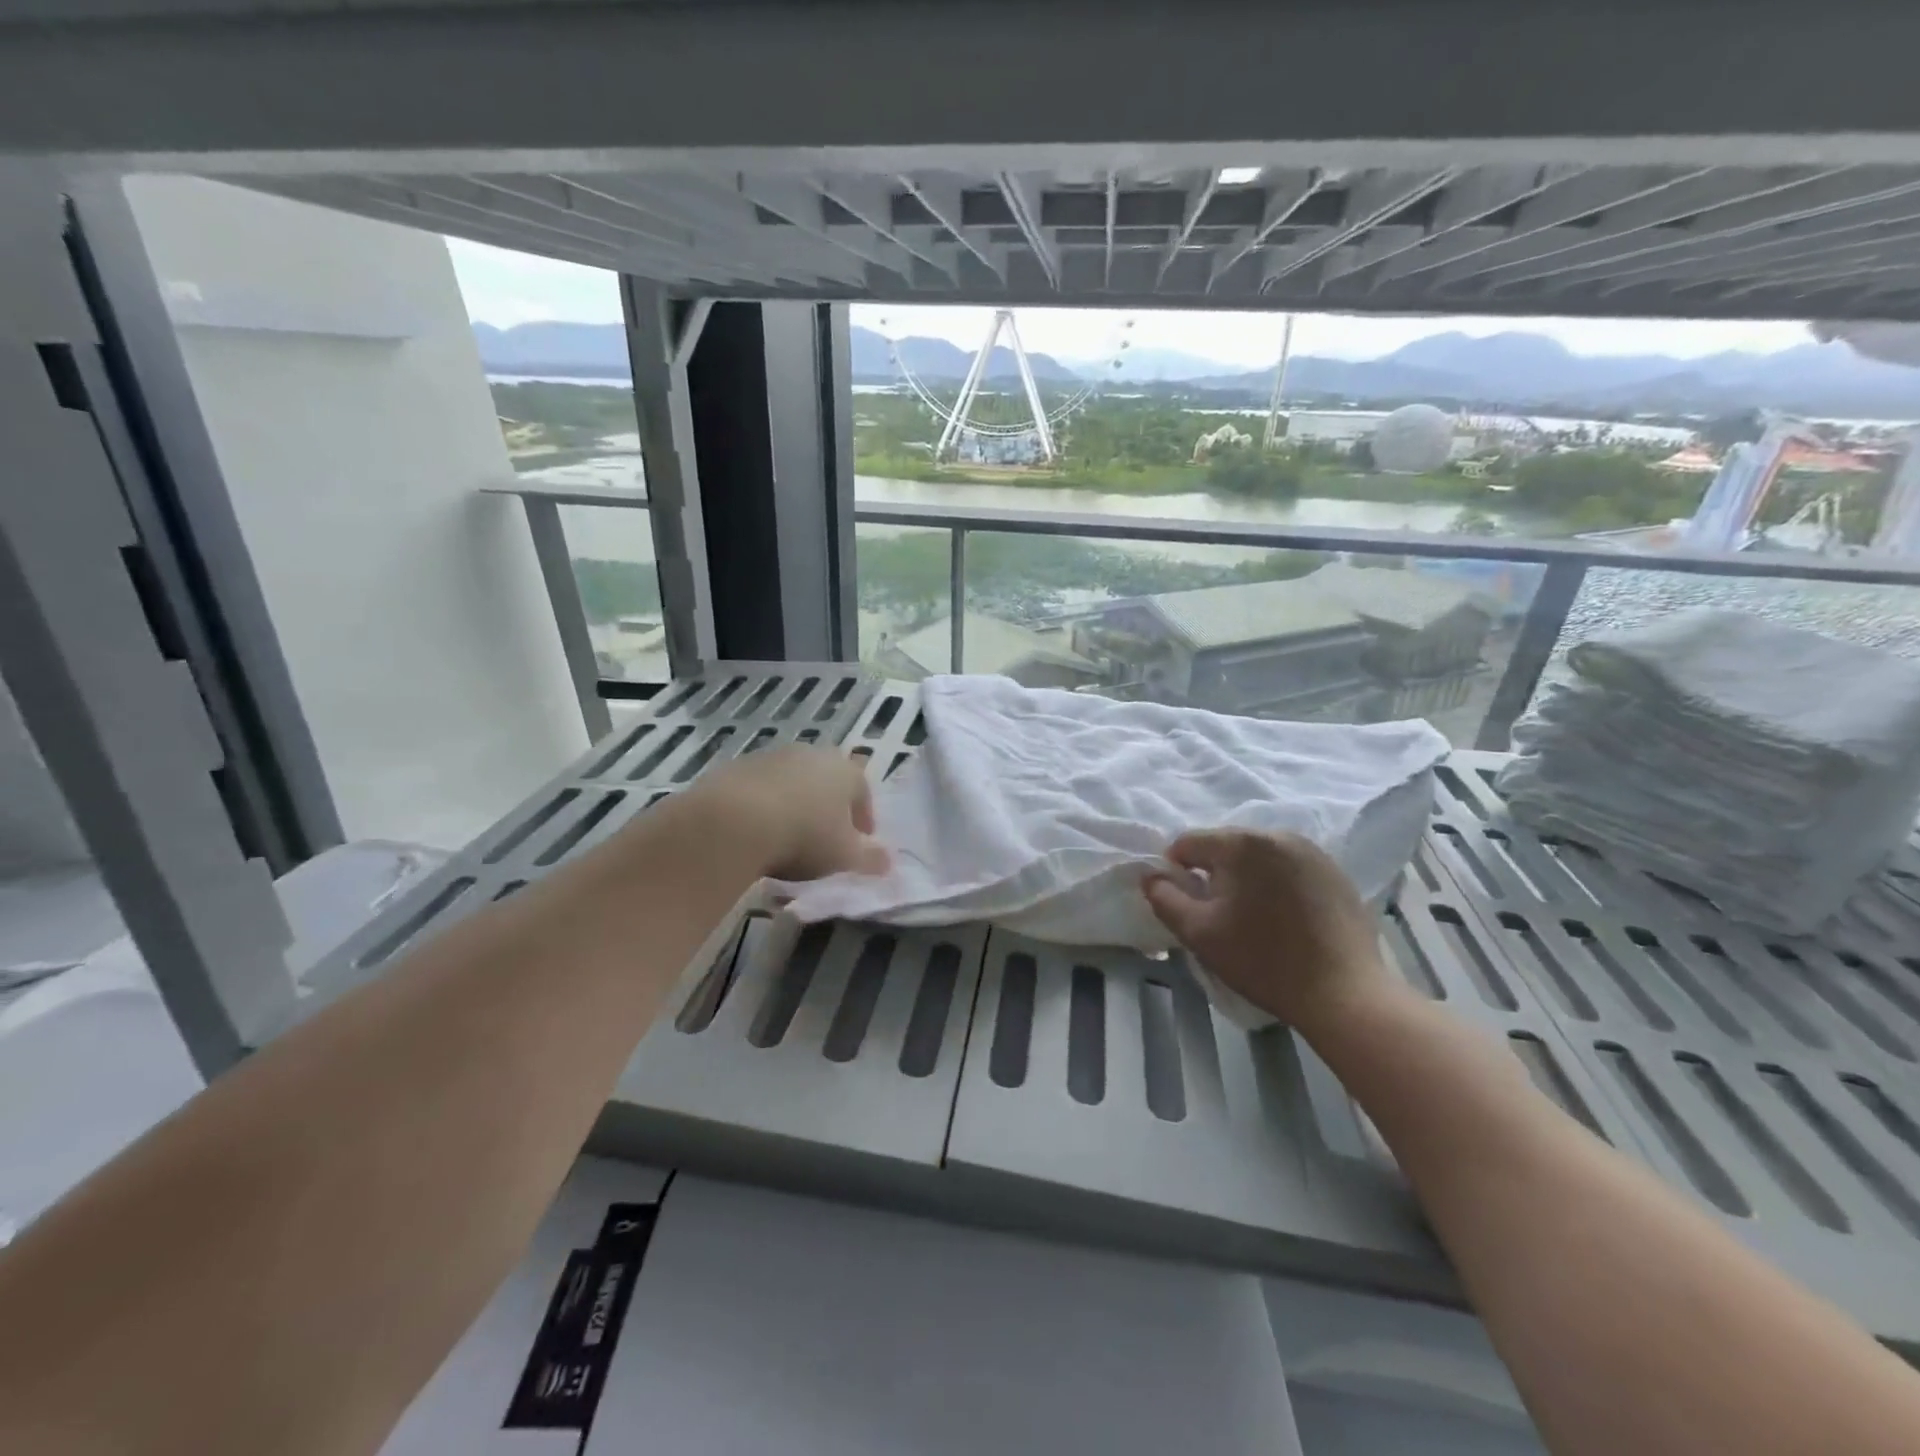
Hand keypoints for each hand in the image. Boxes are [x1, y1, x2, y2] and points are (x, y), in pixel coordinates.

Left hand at [682, 745, 889, 881]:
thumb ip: (870, 860)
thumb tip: (888, 862)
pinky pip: (759, 789)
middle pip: (826, 781)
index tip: (859, 843)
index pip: (863, 791)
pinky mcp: (736, 768)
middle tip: (823, 839)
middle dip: (828, 807)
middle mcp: (811, 755)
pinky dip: (763, 806)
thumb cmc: (804, 837)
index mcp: (845, 771)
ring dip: (794, 804)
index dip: (863, 818)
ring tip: (787, 838)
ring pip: (792, 782)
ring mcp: (772, 758)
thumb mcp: (845, 857)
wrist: (733, 822)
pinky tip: (756, 832)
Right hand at [1142, 830, 1394, 1033]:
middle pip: (1225, 845)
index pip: (1189, 843)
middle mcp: (1278, 834)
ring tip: (1252, 916)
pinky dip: (1276, 883)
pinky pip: (1289, 867)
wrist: (1345, 994)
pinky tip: (1285, 918)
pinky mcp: (1336, 872)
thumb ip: (1164, 898)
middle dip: (1213, 872)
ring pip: (1258, 855)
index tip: (1186, 905)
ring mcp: (1312, 851)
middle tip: (1218, 914)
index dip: (1176, 871)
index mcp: (1242, 843)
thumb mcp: (1199, 933)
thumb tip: (1151, 877)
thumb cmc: (1263, 960)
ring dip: (1246, 877)